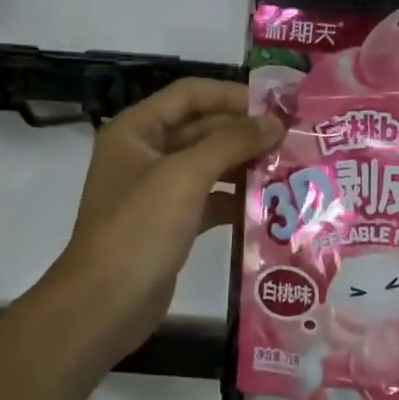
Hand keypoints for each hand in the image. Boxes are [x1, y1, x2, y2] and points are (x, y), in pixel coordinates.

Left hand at [49, 79, 282, 366]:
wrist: (105, 305)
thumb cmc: (139, 229)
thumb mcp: (185, 176)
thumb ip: (231, 142)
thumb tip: (275, 122)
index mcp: (137, 131)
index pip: (190, 94)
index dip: (232, 95)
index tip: (276, 106)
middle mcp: (145, 154)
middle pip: (202, 129)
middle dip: (245, 133)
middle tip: (292, 140)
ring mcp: (157, 191)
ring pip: (209, 166)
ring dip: (245, 167)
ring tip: (289, 170)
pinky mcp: (171, 224)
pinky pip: (209, 201)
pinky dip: (236, 201)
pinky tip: (270, 208)